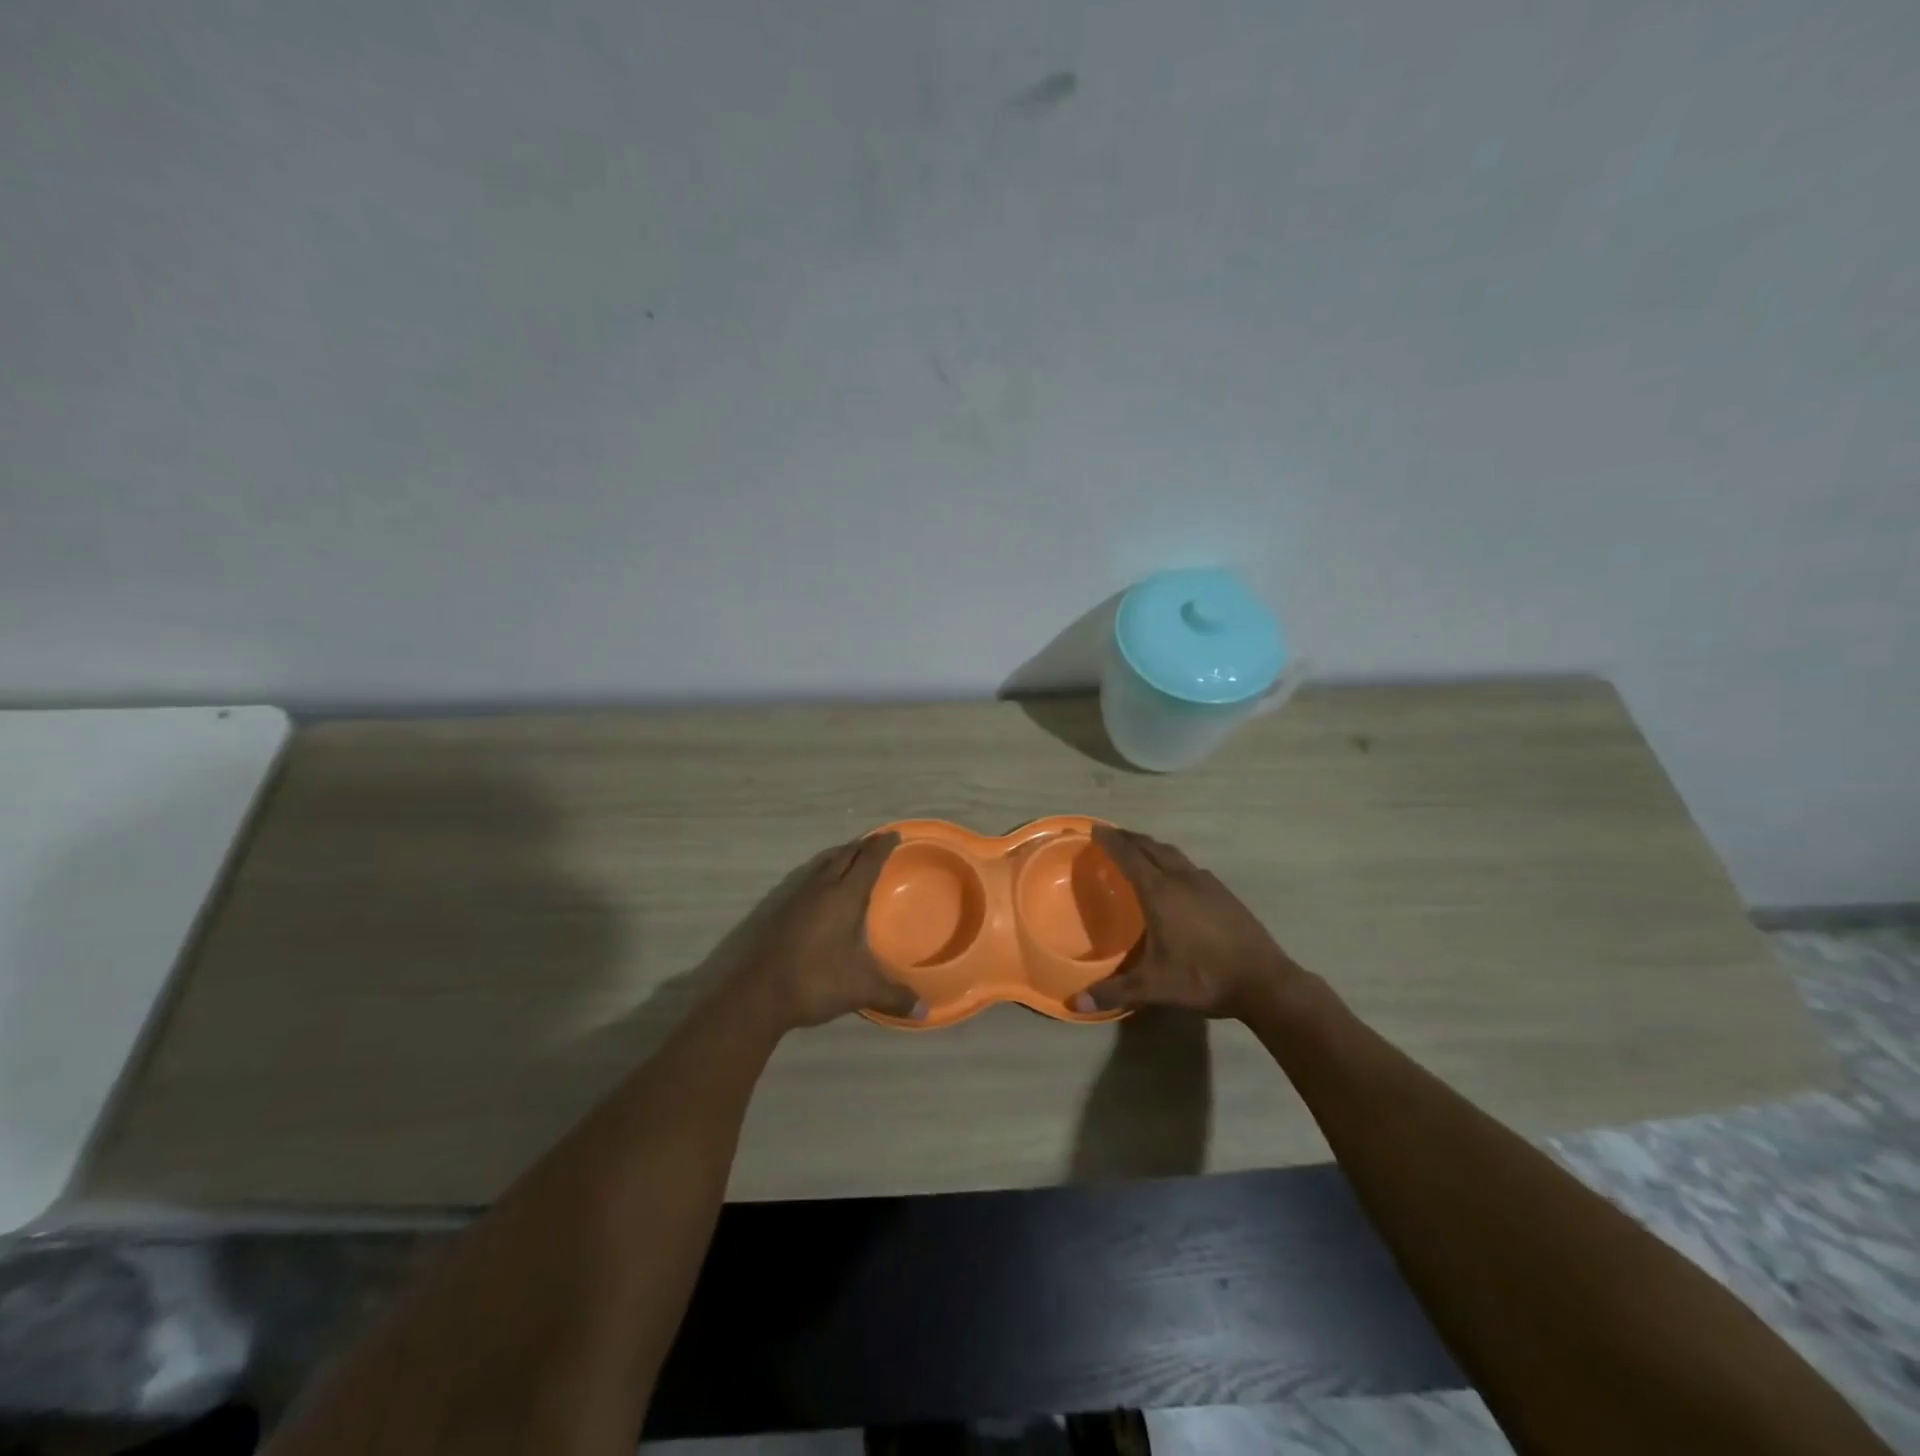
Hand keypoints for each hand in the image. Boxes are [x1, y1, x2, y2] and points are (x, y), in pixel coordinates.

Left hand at [732, 834, 923, 1029]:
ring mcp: (795, 896)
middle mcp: (820, 887)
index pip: (868, 860)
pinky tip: (821, 890)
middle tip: (877, 843)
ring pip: (822, 864)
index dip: (882, 846)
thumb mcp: (861, 989)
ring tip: (852, 858)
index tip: (894, 835)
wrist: (756, 994)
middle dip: (862, 846)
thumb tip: (925, 1011)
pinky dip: (822, 873)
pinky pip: (807, 878)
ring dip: (840, 856)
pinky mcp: (779, 909)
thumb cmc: (815, 981)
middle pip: (844, 855)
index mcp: (844, 896)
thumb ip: (894, 996)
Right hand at [1072, 827, 1301, 1021]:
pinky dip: (1173, 861)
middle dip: (1129, 839)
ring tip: (1140, 850)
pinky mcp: (1224, 894)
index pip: (1130, 857)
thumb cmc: (1203, 977)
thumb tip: (1075, 1002)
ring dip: (1152, 847)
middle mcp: (1182, 880)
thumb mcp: (1155, 987)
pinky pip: (1190, 866)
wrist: (1265, 982)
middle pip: (1151, 848)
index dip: (1111, 841)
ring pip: (1174, 854)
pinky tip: (1176, 877)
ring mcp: (1207, 884)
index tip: (1096, 829)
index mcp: (1161, 893)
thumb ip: (1114, 991)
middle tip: (1112, 835)